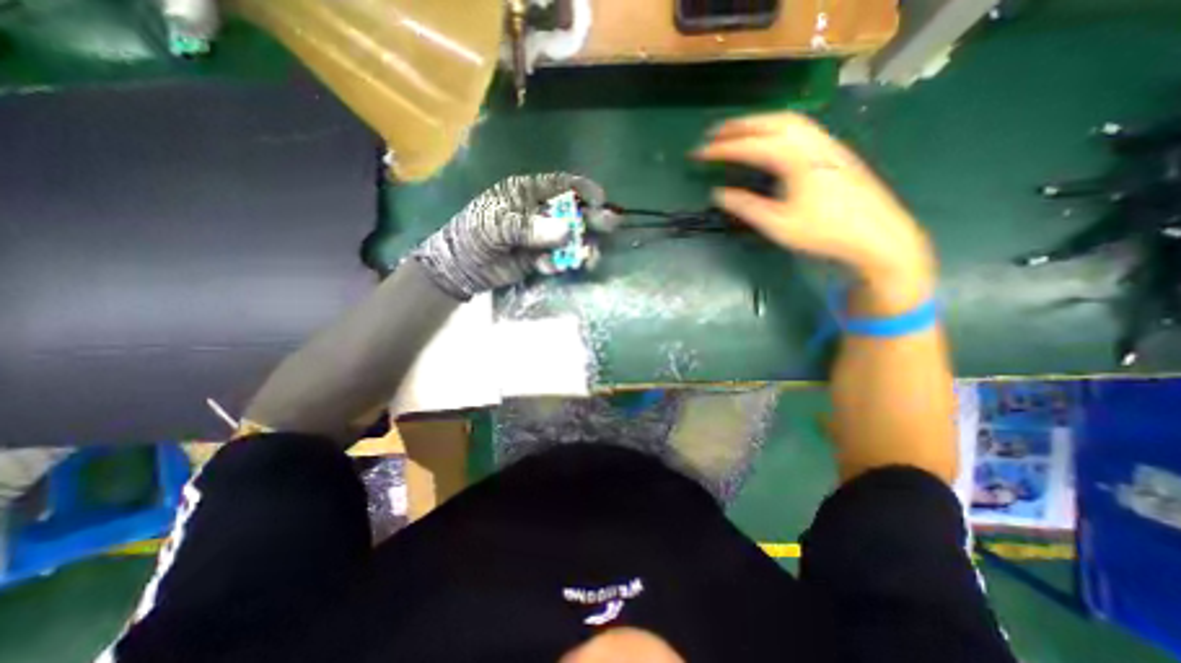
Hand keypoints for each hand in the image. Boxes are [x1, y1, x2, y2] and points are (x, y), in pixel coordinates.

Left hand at [413, 170, 614, 297]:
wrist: (463, 266)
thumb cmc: (476, 233)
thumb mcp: (498, 224)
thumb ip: (530, 227)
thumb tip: (566, 231)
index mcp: (528, 194)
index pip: (560, 185)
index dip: (582, 189)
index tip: (600, 199)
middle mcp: (539, 213)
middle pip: (572, 212)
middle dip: (591, 219)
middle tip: (610, 225)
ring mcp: (542, 237)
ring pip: (570, 239)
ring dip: (581, 247)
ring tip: (588, 257)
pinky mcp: (541, 258)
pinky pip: (559, 259)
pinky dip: (561, 264)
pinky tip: (551, 268)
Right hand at [693, 111, 937, 308]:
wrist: (877, 234)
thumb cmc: (823, 232)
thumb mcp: (778, 224)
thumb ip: (746, 206)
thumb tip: (719, 193)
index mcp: (795, 159)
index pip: (750, 146)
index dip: (721, 149)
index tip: (699, 153)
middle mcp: (811, 142)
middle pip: (770, 122)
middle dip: (738, 125)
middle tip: (713, 133)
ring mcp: (826, 143)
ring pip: (788, 120)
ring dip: (758, 122)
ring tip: (737, 131)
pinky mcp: (834, 151)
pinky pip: (801, 127)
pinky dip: (777, 126)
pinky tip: (771, 139)